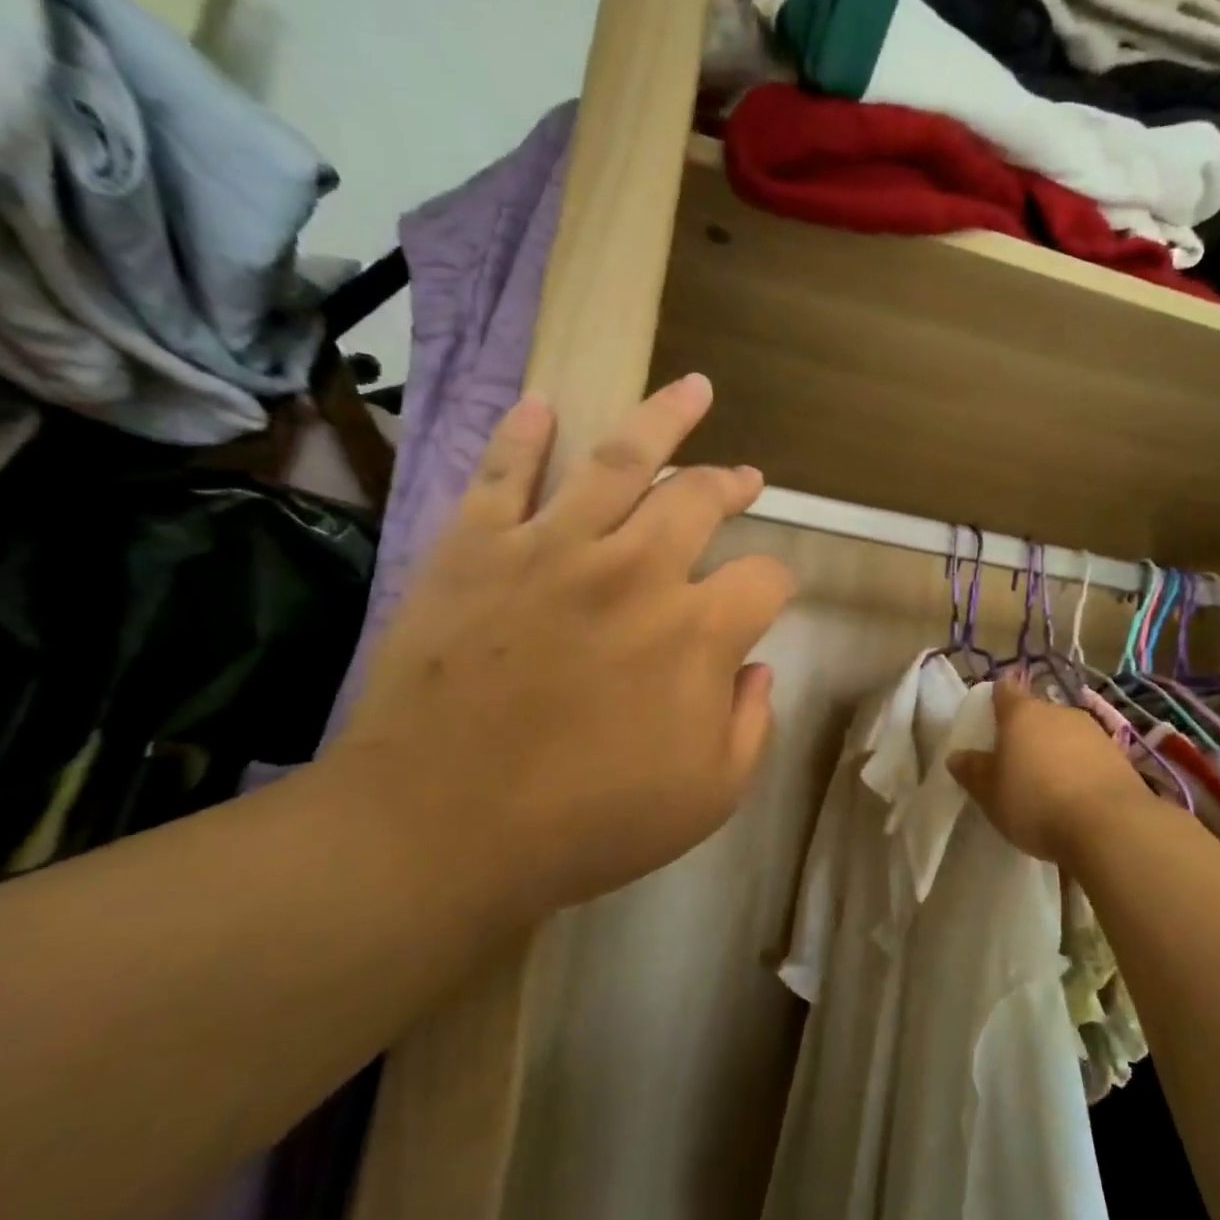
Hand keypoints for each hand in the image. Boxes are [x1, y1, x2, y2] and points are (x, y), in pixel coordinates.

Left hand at [323, 373, 795, 931]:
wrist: (441, 831)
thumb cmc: (588, 822)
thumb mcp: (710, 796)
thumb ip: (751, 723)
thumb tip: (755, 668)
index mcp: (698, 630)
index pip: (766, 578)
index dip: (778, 584)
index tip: (768, 598)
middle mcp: (637, 569)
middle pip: (701, 498)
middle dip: (733, 484)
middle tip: (745, 477)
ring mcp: (553, 548)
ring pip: (620, 459)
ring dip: (664, 418)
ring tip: (693, 389)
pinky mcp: (477, 548)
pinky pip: (503, 473)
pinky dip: (523, 434)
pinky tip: (543, 404)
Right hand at [949, 676, 1155, 866]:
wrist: (1111, 827)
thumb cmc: (1035, 802)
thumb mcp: (990, 793)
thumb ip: (972, 771)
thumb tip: (957, 756)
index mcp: (1021, 713)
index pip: (1004, 691)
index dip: (996, 699)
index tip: (990, 717)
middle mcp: (1058, 712)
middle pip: (1036, 713)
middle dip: (1026, 732)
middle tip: (1015, 762)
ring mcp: (1093, 731)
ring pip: (1065, 734)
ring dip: (1055, 751)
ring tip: (1047, 785)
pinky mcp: (1119, 756)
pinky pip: (1088, 756)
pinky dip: (1079, 769)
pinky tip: (1075, 797)